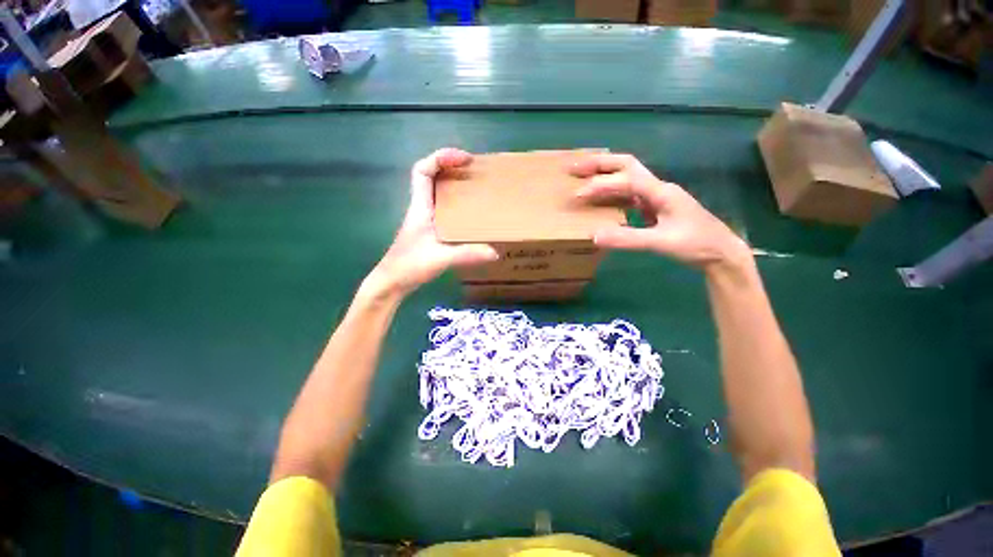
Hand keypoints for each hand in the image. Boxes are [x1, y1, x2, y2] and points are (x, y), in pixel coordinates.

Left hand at [365, 148, 498, 298]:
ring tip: (475, 188)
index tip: (464, 159)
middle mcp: (421, 208)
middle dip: (451, 167)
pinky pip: (442, 208)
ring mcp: (424, 219)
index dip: (441, 158)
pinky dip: (455, 203)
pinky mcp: (429, 230)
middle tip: (475, 171)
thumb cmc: (409, 266)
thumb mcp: (440, 258)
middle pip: (431, 176)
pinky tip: (469, 214)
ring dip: (453, 184)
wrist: (392, 282)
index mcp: (420, 207)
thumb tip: (495, 252)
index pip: (422, 171)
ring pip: (437, 192)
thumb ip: (467, 254)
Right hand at [571, 153, 750, 269]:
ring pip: (627, 177)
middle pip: (626, 165)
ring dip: (604, 175)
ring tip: (582, 178)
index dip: (599, 185)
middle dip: (599, 164)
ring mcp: (656, 196)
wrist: (721, 252)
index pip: (624, 180)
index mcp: (660, 191)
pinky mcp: (655, 207)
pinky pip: (628, 194)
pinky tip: (601, 199)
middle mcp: (657, 188)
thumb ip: (627, 239)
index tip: (577, 195)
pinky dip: (611, 192)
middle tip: (574, 168)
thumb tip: (594, 236)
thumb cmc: (696, 244)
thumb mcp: (661, 243)